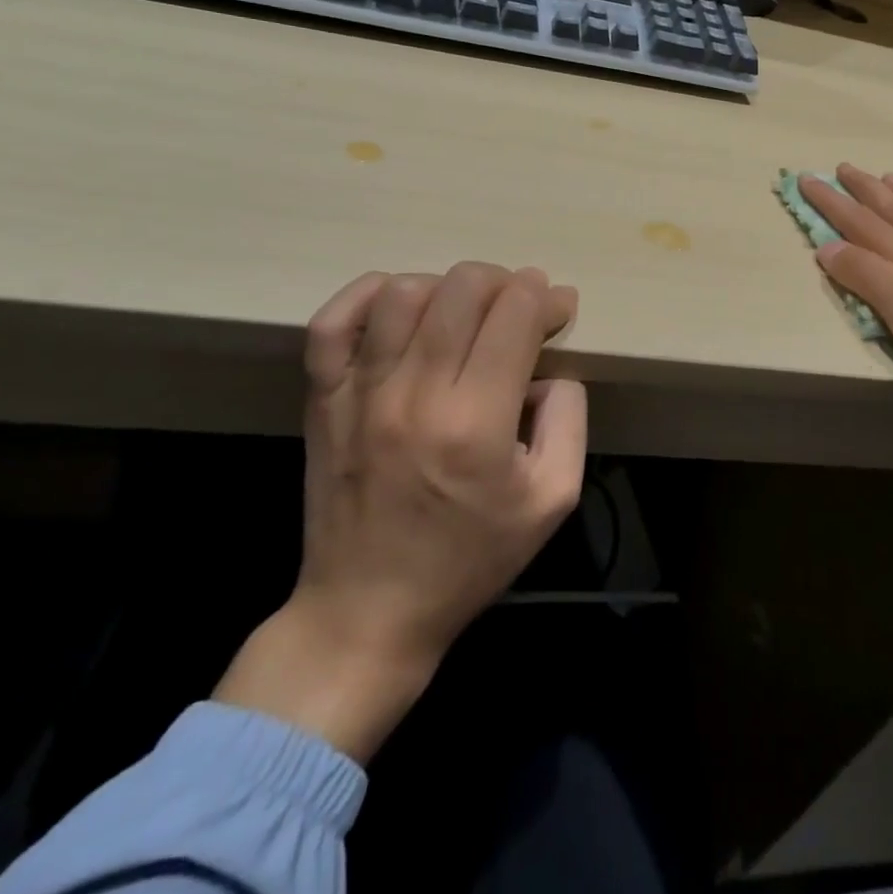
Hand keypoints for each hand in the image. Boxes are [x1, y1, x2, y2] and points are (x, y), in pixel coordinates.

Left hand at [215, 263, 584, 761]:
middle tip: (517, 306)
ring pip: (404, 293)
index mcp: (477, 423)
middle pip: (462, 289)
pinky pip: (332, 322)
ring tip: (464, 312)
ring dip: (447, 287)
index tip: (558, 307)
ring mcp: (361, 393)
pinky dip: (367, 295)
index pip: (515, 315)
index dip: (544, 296)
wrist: (368, 610)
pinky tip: (399, 302)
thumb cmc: (471, 557)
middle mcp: (416, 395)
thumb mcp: (554, 498)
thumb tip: (551, 365)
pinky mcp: (323, 399)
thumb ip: (569, 418)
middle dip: (504, 282)